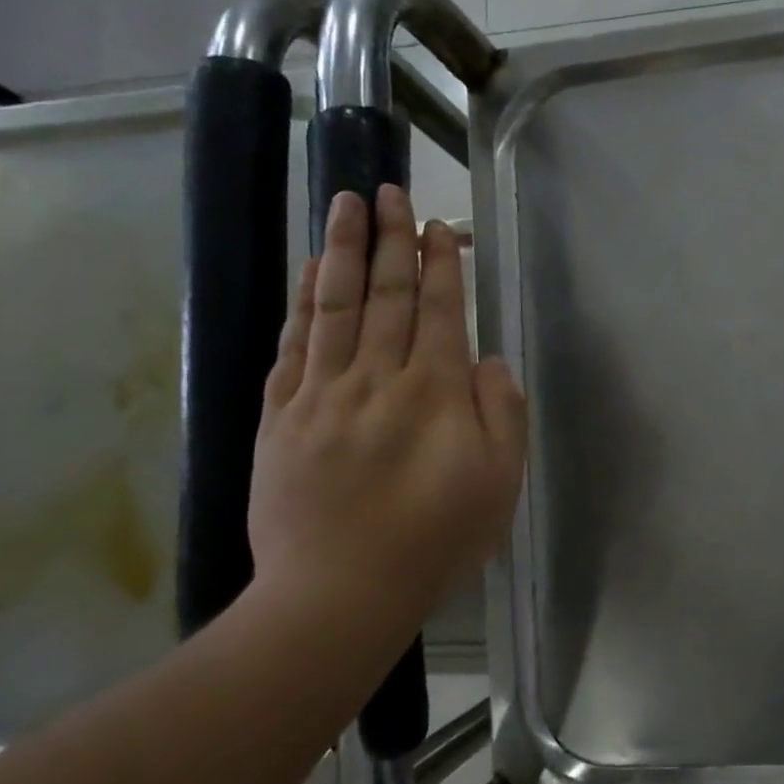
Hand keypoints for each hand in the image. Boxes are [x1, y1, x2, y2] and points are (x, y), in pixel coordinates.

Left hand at [247, 185, 526, 647]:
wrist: (339, 593)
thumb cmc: (435, 542)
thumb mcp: (499, 484)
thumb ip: (503, 414)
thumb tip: (490, 361)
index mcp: (434, 394)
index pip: (438, 312)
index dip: (440, 265)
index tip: (438, 226)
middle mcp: (376, 379)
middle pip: (385, 295)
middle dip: (389, 239)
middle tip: (389, 190)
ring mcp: (321, 394)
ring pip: (333, 306)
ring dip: (341, 250)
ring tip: (344, 203)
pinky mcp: (280, 416)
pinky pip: (291, 345)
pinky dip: (300, 302)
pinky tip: (306, 272)